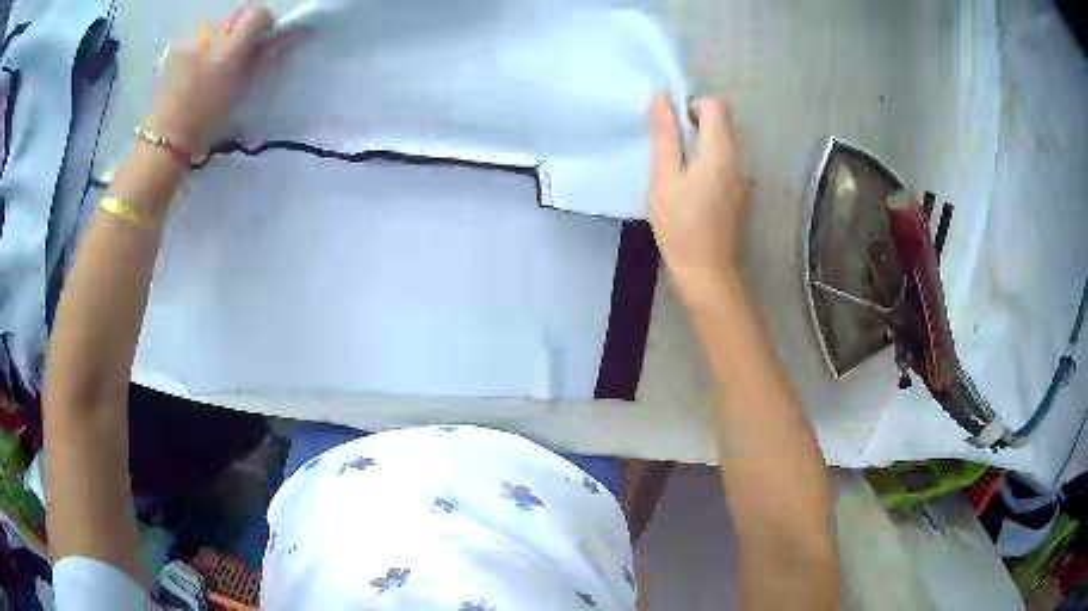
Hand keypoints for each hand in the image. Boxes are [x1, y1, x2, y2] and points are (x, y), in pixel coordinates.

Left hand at [147, 5, 275, 155]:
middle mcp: (209, 39)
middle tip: (235, 52)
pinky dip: (201, 45)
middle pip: (236, 13)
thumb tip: (294, 33)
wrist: (167, 138)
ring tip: (210, 64)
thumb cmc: (208, 122)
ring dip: (220, 36)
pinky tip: (194, 67)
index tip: (261, 38)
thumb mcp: (241, 90)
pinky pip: (197, 34)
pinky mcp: (175, 47)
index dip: (263, 21)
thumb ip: (265, 56)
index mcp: (228, 52)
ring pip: (217, 23)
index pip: (256, 13)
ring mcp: (190, 41)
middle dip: (241, 27)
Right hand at [647, 94, 752, 302]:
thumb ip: (664, 136)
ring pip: (724, 144)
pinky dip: (709, 166)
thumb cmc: (680, 225)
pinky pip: (726, 165)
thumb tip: (661, 97)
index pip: (717, 105)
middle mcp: (739, 159)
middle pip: (723, 123)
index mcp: (720, 152)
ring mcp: (743, 179)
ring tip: (680, 175)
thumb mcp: (663, 178)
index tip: (675, 127)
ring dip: (701, 147)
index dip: (693, 106)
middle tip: (671, 153)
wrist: (707, 272)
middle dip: (695, 126)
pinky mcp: (742, 194)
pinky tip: (694, 193)